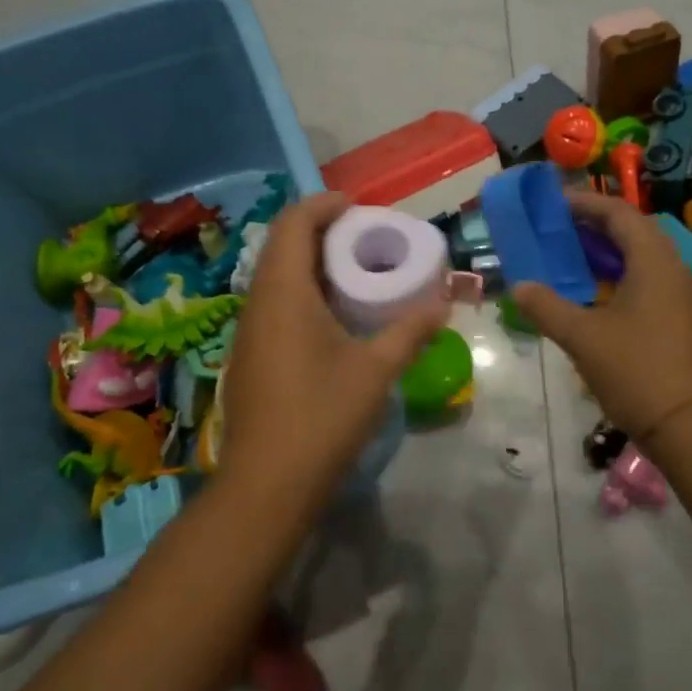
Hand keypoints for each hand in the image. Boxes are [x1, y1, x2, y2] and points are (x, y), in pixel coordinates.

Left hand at [221, 193, 447, 506]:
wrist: (267, 485)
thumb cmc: (322, 416)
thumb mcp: (376, 370)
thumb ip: (411, 329)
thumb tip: (443, 301)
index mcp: (283, 292)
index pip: (294, 223)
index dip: (324, 205)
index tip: (360, 207)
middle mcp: (257, 302)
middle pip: (282, 245)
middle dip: (321, 231)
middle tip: (366, 238)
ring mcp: (249, 331)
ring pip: (276, 276)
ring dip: (311, 263)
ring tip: (355, 272)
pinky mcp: (250, 356)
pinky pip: (274, 303)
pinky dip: (302, 292)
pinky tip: (333, 317)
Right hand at [513, 192, 691, 439]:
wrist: (689, 426)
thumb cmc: (635, 371)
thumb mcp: (582, 337)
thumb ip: (547, 306)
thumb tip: (518, 286)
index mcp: (652, 262)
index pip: (619, 214)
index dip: (585, 204)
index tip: (552, 204)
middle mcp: (672, 269)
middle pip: (633, 230)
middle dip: (594, 224)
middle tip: (557, 228)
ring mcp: (679, 295)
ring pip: (641, 257)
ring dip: (607, 250)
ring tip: (569, 254)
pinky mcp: (679, 318)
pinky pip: (646, 280)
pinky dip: (618, 274)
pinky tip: (594, 292)